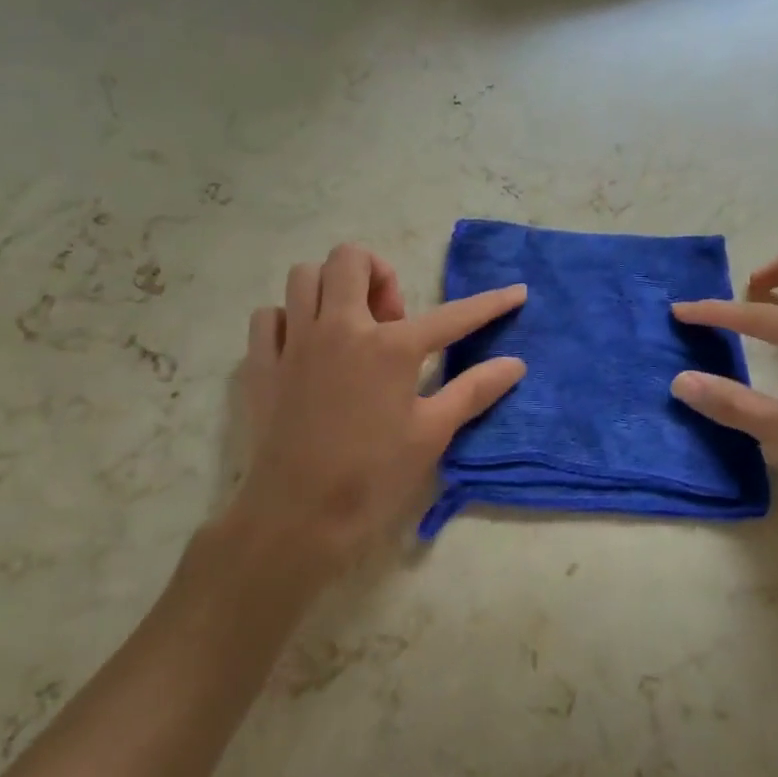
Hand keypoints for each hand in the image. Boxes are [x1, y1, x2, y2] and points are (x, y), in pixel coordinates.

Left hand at [223, 244, 526, 582]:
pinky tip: (305, 349)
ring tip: (348, 325)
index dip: (490, 304)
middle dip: (377, 273)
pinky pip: (269, 317)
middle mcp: (340, 329)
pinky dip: (288, 321)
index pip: (452, 316)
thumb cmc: (373, 476)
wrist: (297, 517)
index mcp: (390, 348)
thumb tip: (516, 364)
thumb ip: (474, 390)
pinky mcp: (260, 364)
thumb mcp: (432, 434)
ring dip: (330, 288)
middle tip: (390, 318)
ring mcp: (294, 343)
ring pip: (304, 277)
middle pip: (350, 259)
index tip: (516, 292)